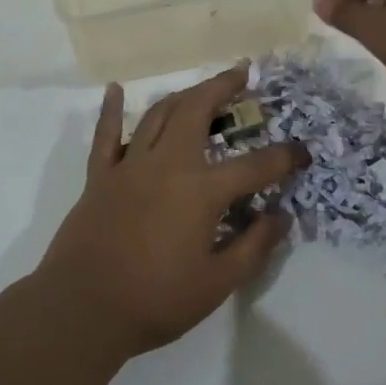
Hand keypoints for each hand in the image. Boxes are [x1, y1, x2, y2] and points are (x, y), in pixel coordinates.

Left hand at [33, 65, 309, 359]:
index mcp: (201, 191)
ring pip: (158, 115)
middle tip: (242, 75)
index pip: (255, 166)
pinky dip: (111, 110)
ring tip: (201, 88)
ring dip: (183, 95)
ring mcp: (129, 166)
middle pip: (197, 111)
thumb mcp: (217, 284)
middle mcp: (167, 165)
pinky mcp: (99, 177)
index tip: (302, 152)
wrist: (83, 309)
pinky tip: (115, 89)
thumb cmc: (155, 300)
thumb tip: (280, 217)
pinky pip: (105, 135)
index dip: (285, 158)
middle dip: (223, 87)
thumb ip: (253, 247)